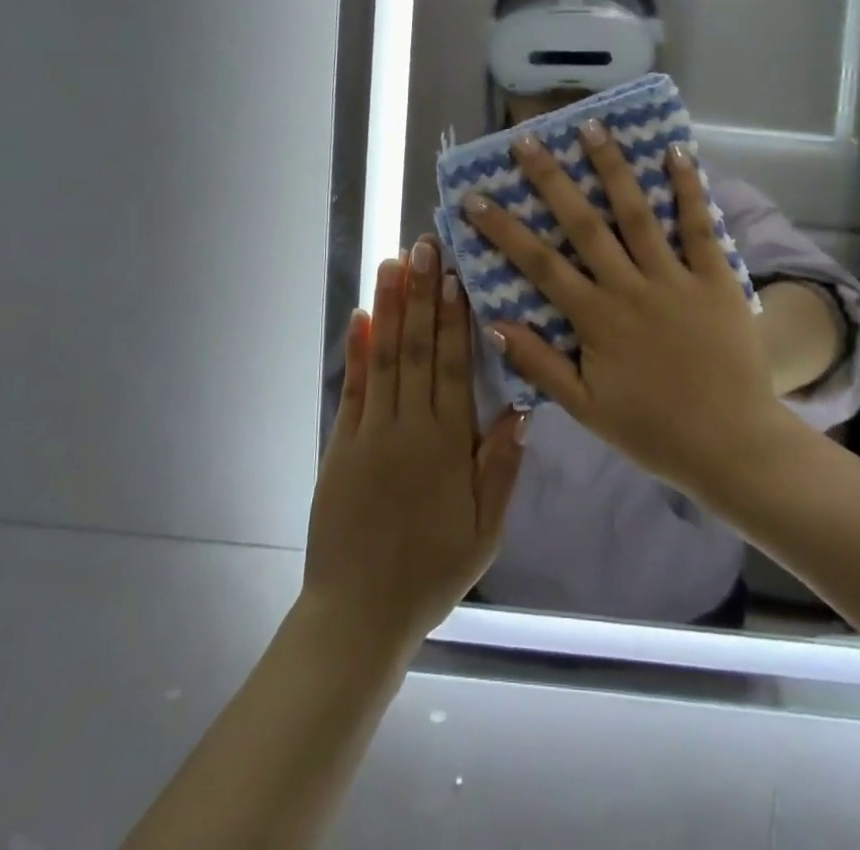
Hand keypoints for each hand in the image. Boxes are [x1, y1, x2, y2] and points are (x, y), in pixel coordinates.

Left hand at [303, 236, 527, 655]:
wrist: (358, 613)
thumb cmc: (431, 571)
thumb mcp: (485, 531)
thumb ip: (501, 467)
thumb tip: (519, 406)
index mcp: (447, 446)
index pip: (453, 367)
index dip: (454, 318)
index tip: (455, 275)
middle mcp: (408, 427)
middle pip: (417, 349)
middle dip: (421, 294)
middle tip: (424, 246)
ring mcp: (369, 432)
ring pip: (383, 358)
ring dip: (388, 307)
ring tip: (392, 263)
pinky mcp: (340, 445)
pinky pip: (351, 389)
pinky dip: (355, 350)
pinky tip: (360, 316)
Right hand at [460, 125, 790, 498]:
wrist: (732, 446)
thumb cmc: (653, 429)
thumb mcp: (585, 407)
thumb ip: (539, 363)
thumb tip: (494, 322)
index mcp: (596, 318)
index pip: (539, 263)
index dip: (503, 229)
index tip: (475, 197)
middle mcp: (630, 287)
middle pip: (583, 224)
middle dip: (551, 180)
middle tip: (527, 140)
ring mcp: (675, 279)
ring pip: (638, 214)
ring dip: (613, 168)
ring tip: (592, 126)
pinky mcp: (716, 279)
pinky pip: (701, 228)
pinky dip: (689, 189)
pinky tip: (677, 152)